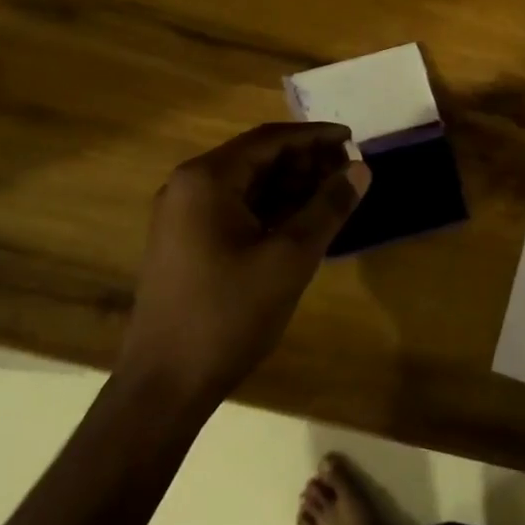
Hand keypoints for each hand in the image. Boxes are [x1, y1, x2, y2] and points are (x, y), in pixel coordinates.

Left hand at [117, 122, 369, 408]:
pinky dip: (270, 208)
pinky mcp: (185, 243)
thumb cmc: (228, 314)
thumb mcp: (290, 258)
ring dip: (290, 185)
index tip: (352, 140)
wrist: (163, 388)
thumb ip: (329, 207)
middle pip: (257, 158)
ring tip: (333, 195)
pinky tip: (302, 221)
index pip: (269, 139)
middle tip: (348, 170)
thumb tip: (361, 168)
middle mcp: (188, 187)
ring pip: (247, 184)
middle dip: (305, 161)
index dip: (315, 136)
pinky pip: (234, 209)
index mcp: (207, 179)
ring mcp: (182, 216)